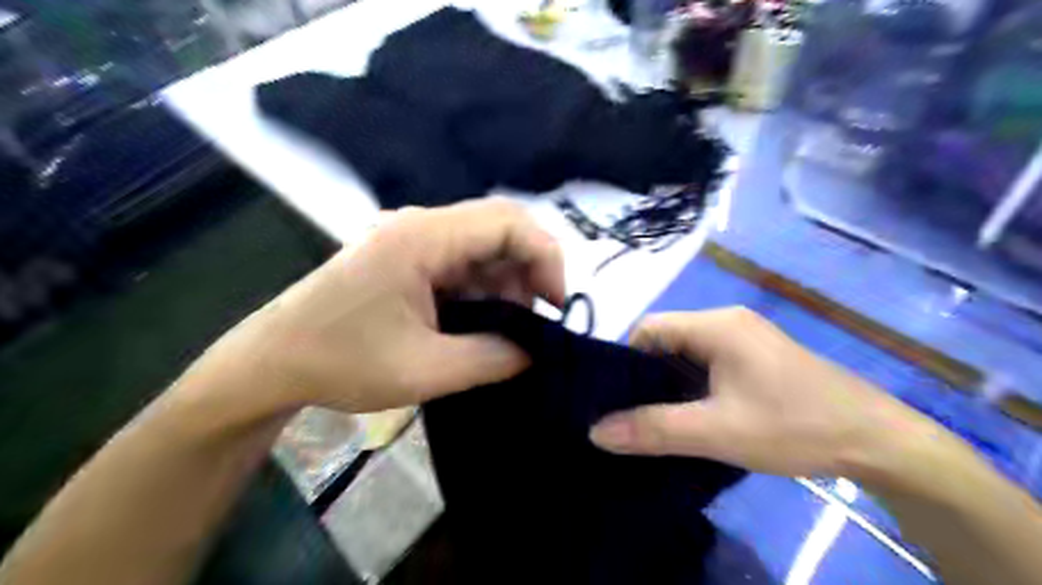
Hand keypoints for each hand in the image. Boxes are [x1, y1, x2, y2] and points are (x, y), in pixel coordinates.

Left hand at [188, 200, 561, 415]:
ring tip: (511, 331)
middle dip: (529, 272)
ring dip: (507, 285)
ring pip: (484, 249)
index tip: (556, 305)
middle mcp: (421, 226)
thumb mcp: (425, 370)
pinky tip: (483, 324)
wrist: (271, 362)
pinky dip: (484, 291)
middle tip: (538, 322)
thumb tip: (538, 351)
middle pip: (499, 229)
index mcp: (423, 237)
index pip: (508, 221)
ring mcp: (413, 240)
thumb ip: (493, 358)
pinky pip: (463, 264)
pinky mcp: (408, 259)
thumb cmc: (341, 361)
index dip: (545, 257)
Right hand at [590, 307, 940, 480]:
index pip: (649, 328)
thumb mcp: (717, 432)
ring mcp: (746, 338)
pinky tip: (693, 413)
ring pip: (688, 353)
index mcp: (716, 325)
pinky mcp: (758, 357)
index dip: (625, 360)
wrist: (879, 441)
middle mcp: (728, 321)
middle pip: (667, 339)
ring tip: (657, 417)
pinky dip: (693, 385)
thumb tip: (595, 431)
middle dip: (646, 375)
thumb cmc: (795, 427)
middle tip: (632, 413)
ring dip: (670, 382)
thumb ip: (652, 430)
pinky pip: (709, 363)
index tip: (615, 398)